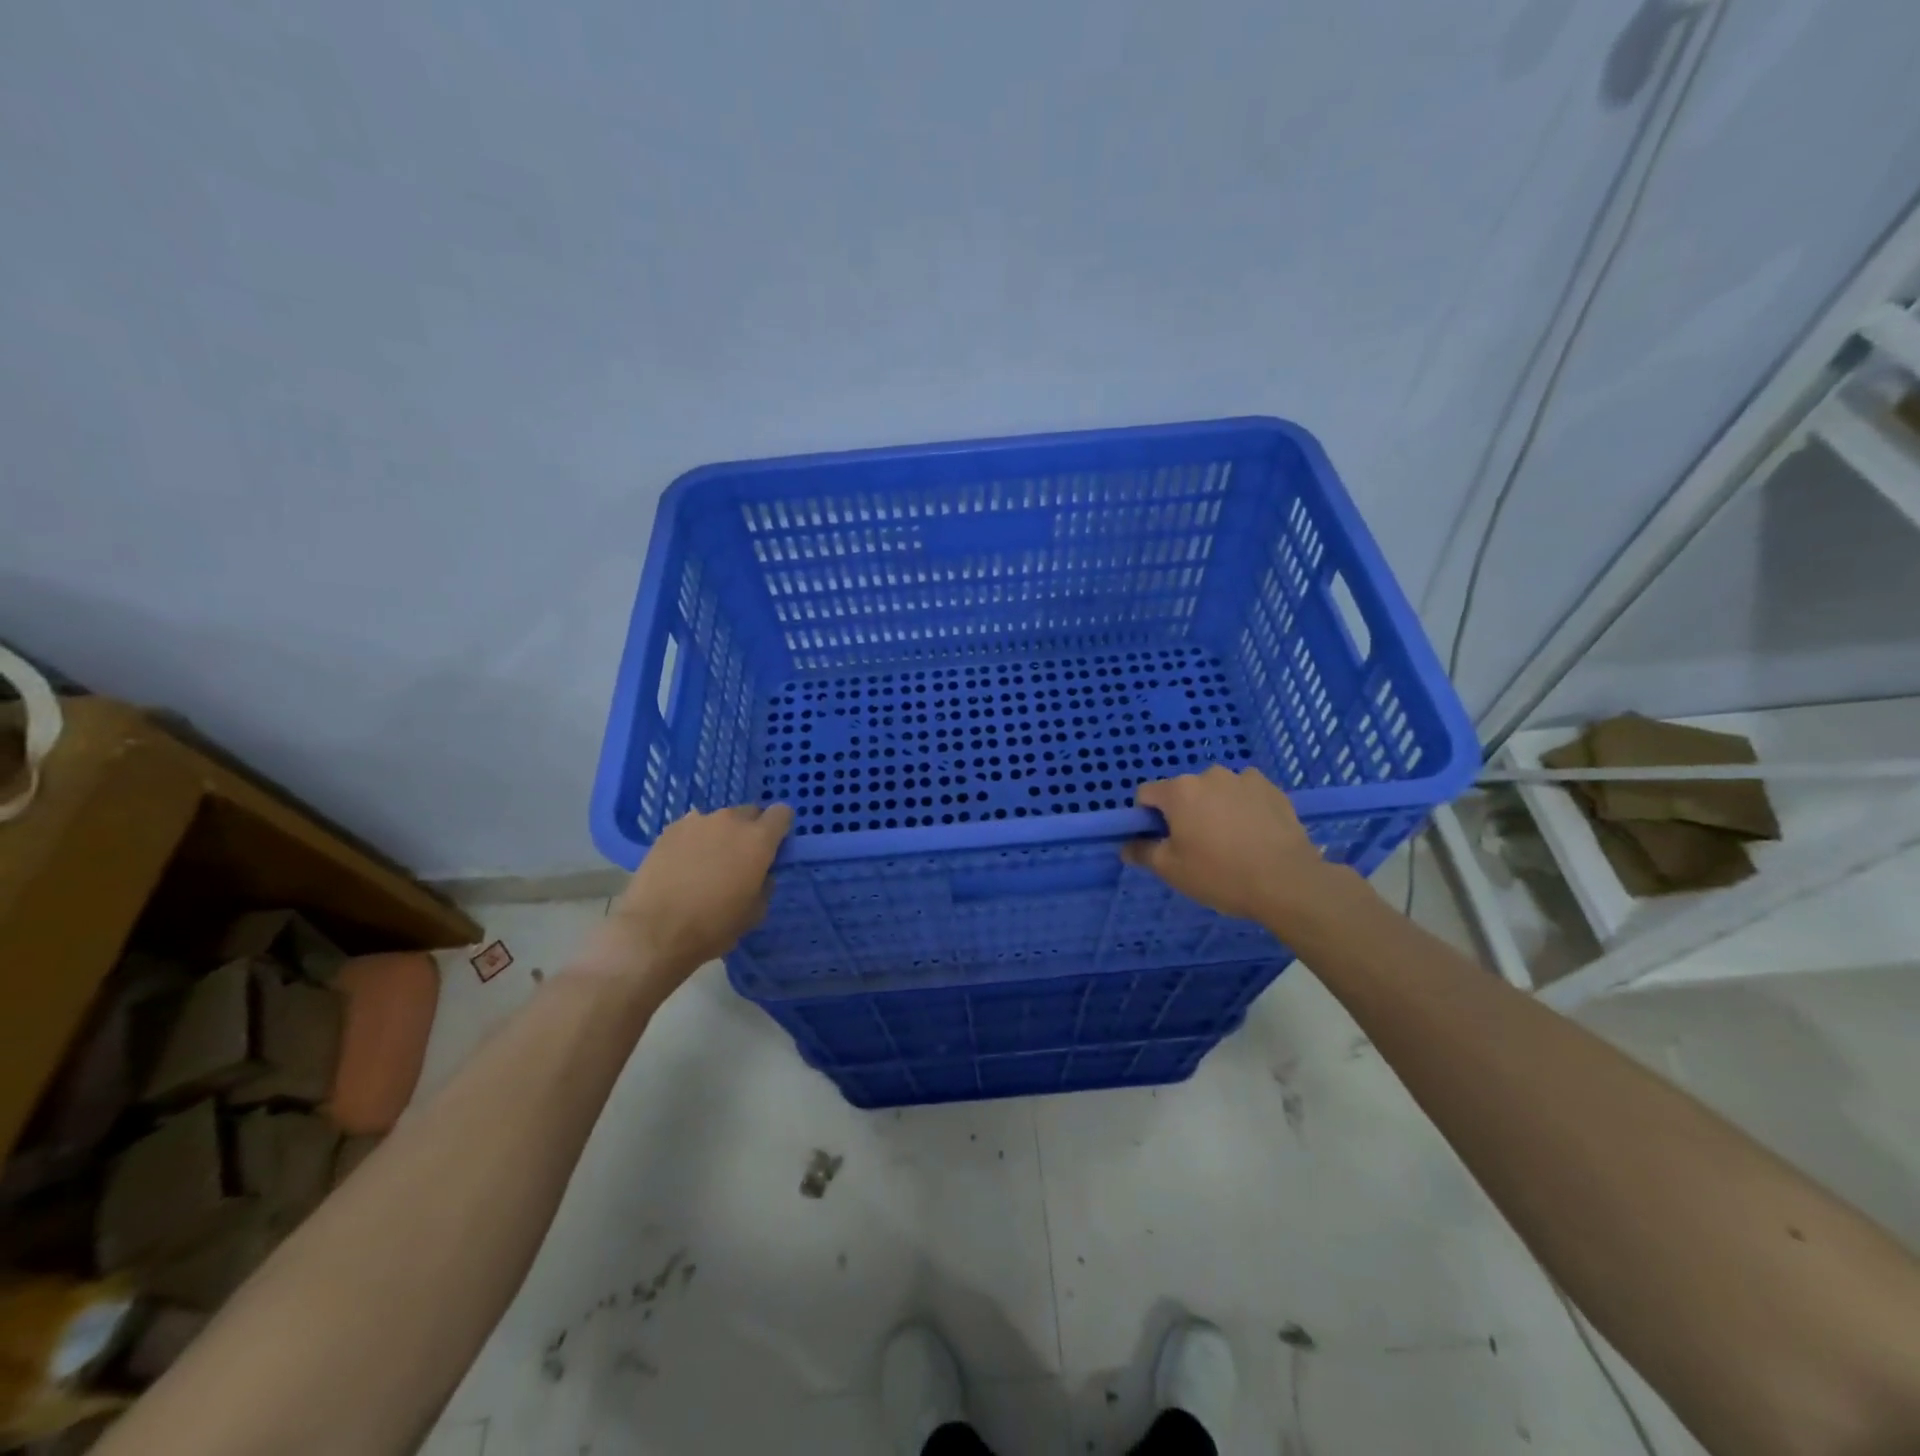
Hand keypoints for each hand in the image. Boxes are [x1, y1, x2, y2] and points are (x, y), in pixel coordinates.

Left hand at [607, 803, 793, 978]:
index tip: (774, 847)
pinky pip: (692, 828)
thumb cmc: (713, 926)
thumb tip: (761, 873)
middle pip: (750, 812)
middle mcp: (730, 820)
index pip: (782, 813)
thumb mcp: (755, 912)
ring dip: (720, 834)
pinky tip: (684, 864)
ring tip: (707, 862)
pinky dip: (694, 840)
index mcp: (758, 839)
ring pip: (719, 820)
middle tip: (740, 858)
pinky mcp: (669, 830)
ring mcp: (696, 821)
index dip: (780, 828)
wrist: (654, 932)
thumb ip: (765, 883)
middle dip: (750, 830)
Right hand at [1122, 766, 1353, 932]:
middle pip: (1183, 791)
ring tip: (1230, 841)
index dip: (1147, 817)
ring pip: (1216, 791)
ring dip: (1215, 808)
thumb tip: (1127, 846)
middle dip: (1184, 812)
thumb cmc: (1220, 875)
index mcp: (1180, 791)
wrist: (1288, 882)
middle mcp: (1209, 775)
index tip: (1161, 841)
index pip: (1146, 794)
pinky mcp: (1272, 789)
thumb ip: (1143, 852)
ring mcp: (1244, 779)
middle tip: (1197, 846)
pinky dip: (1243, 808)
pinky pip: (1245, 794)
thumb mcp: (1171, 870)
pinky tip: (1254, 835)